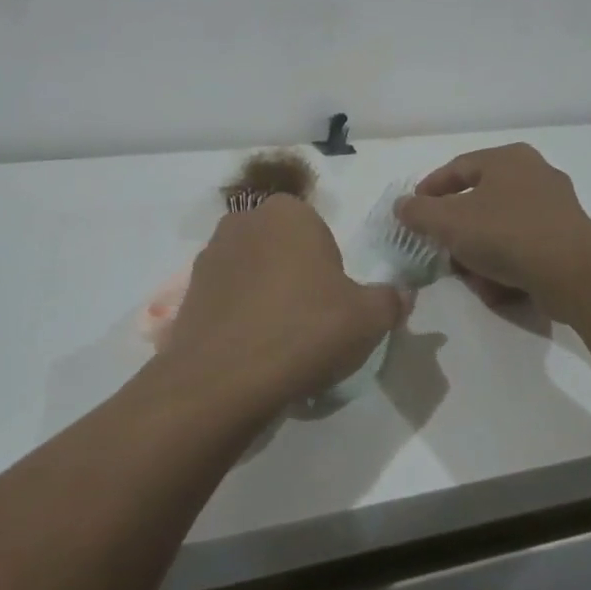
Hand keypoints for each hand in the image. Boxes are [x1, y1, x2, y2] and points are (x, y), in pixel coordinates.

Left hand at [160, 196, 408, 415]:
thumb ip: (390, 299)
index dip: (329, 269)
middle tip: (310, 321)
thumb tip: (400, 295)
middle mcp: (244, 221)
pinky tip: (251, 350)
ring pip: (253, 272)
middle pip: (282, 249)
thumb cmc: (305, 330)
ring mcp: (210, 255)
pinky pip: (227, 298)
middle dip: (296, 277)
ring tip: (279, 341)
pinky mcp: (190, 290)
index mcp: (287, 212)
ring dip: (265, 296)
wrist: (226, 377)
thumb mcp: (369, 318)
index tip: (332, 304)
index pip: (318, 232)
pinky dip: (239, 316)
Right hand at [394, 143, 590, 322]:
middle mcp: (534, 174)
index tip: (413, 212)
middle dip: (456, 229)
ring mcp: (556, 206)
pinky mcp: (568, 237)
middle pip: (479, 201)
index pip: (457, 168)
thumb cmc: (506, 234)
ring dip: (479, 251)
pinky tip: (496, 286)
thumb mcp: (448, 222)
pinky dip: (506, 263)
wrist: (574, 274)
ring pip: (500, 227)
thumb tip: (402, 206)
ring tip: (468, 275)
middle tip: (439, 246)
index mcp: (507, 158)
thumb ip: (418, 212)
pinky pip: (524, 246)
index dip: (429, 190)